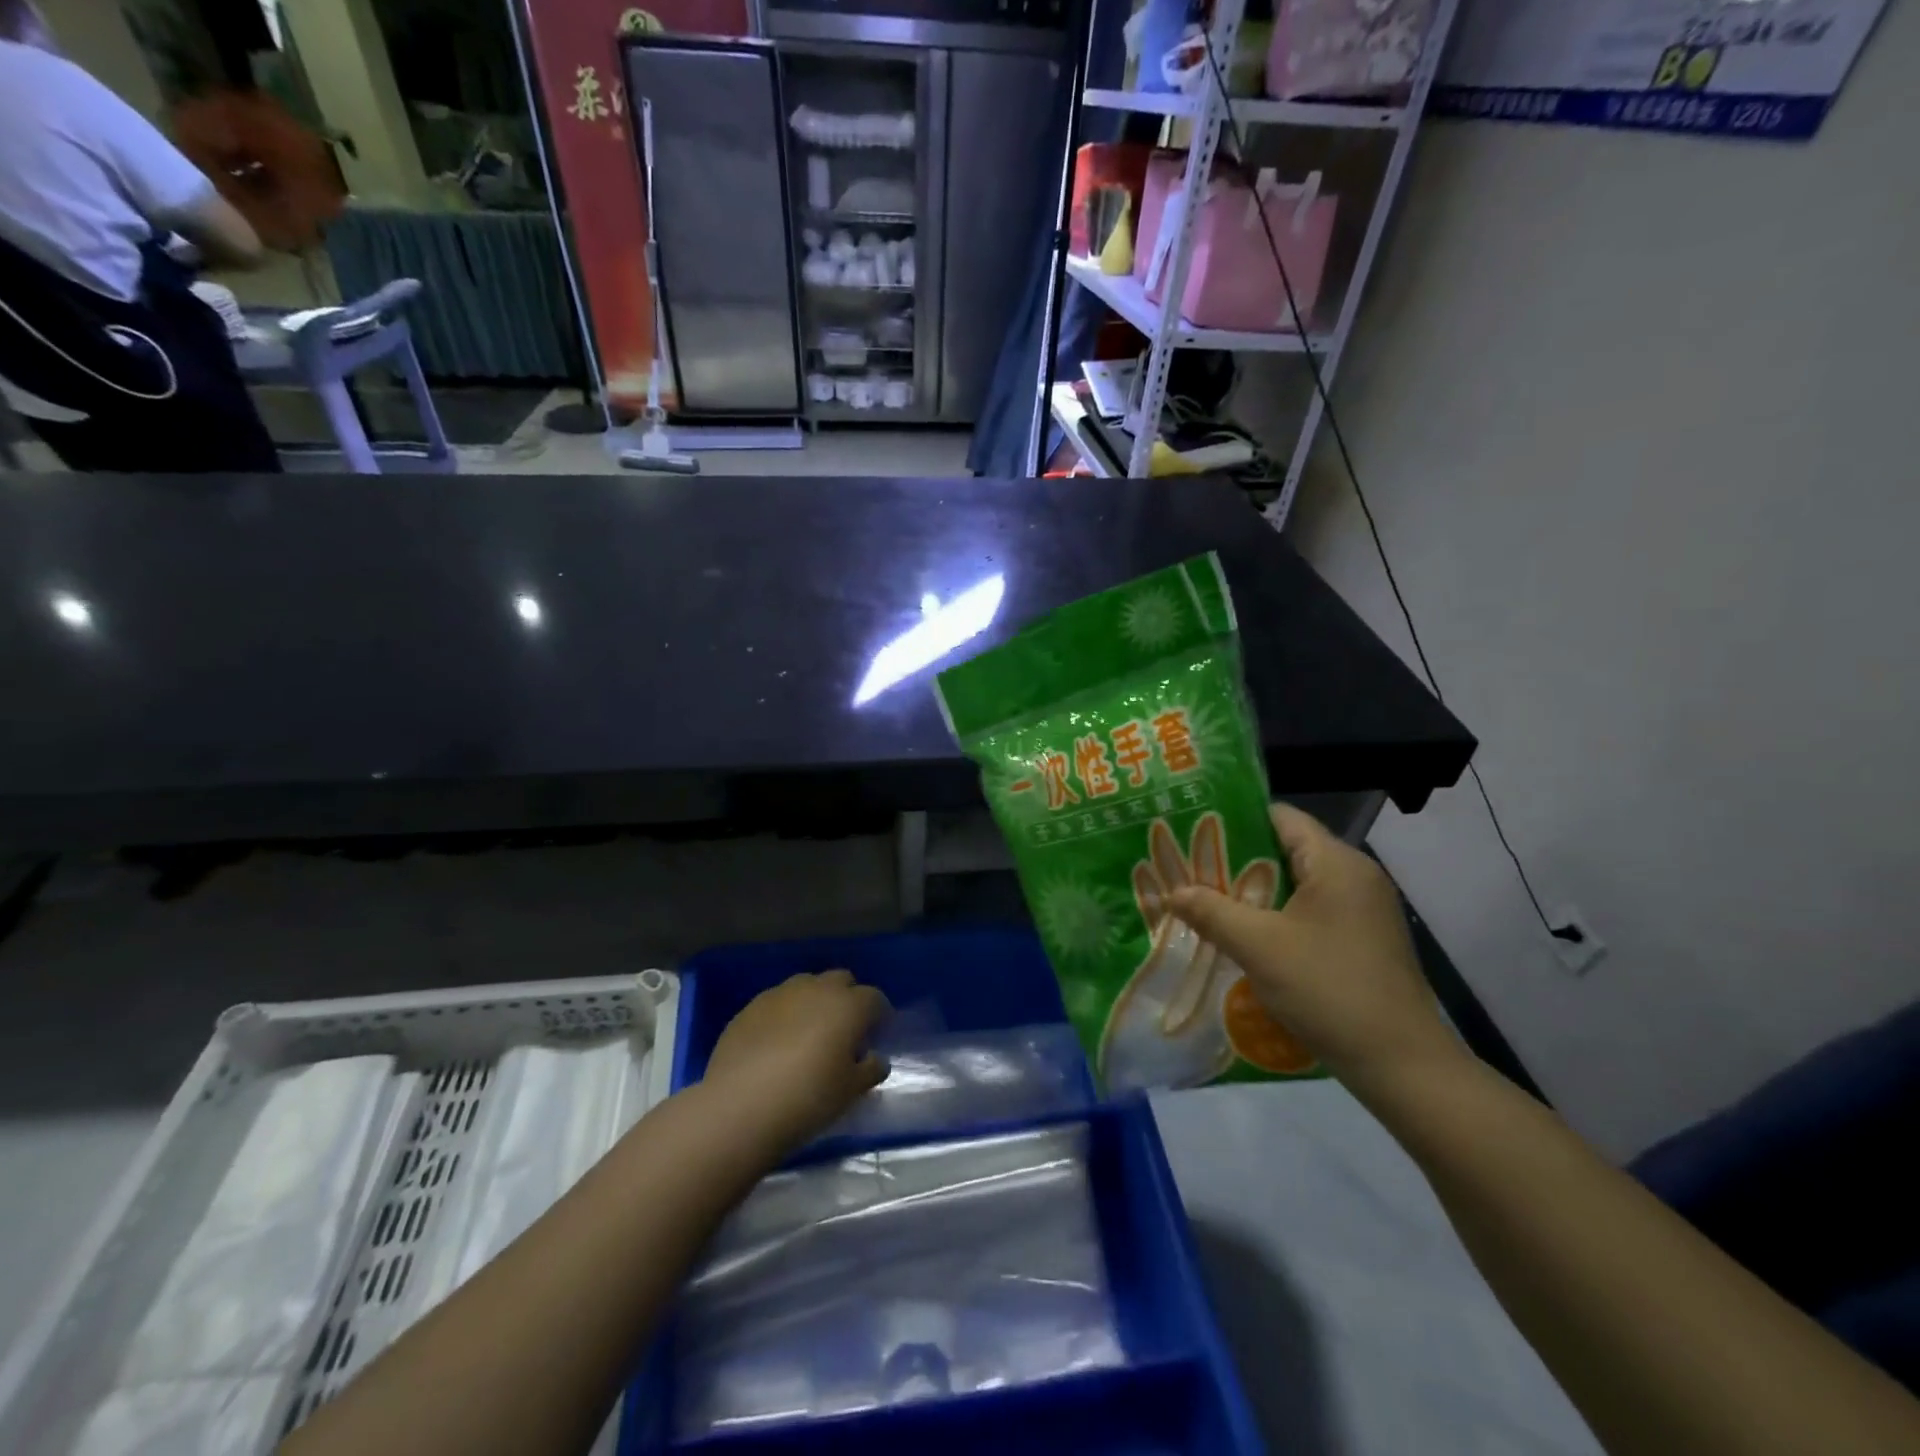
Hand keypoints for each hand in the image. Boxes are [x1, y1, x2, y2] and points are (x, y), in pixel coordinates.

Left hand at [703, 970, 891, 1153]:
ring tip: (809, 1033)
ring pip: (807, 985)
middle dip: (848, 998)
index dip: (879, 1015)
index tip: (877, 1034)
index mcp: (848, 1006)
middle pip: (841, 980)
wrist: (740, 1106)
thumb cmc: (808, 1098)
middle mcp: (817, 989)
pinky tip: (777, 1042)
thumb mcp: (850, 1092)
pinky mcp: (750, 1007)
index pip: (874, 998)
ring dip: (815, 1001)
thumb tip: (875, 1059)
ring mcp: (780, 994)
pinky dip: (785, 1014)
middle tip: (845, 1030)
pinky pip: (777, 1002)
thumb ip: (869, 1070)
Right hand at [1168, 803, 1464, 1098]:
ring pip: (1295, 884)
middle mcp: (1354, 876)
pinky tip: (1243, 936)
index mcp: (1336, 863)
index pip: (1279, 817)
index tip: (1191, 832)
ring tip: (1204, 901)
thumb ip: (1211, 911)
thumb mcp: (1259, 947)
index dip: (1233, 820)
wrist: (1402, 1065)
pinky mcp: (1362, 939)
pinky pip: (1309, 912)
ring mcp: (1362, 910)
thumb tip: (1172, 891)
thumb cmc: (1329, 989)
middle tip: (1187, 869)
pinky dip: (1275, 916)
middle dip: (1235, 860)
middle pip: (1285, 849)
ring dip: (1252, 892)